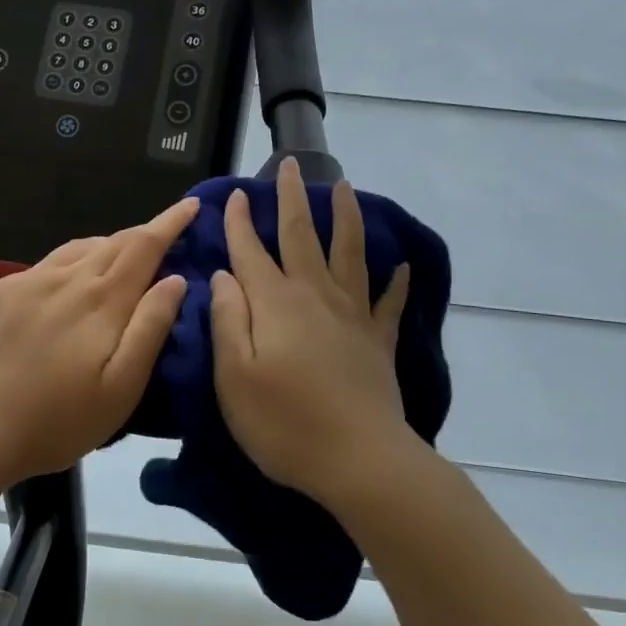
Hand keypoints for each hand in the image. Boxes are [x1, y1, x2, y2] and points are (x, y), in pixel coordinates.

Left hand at [0, 197, 197, 487]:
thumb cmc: (56, 419)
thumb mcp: (121, 387)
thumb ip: (151, 328)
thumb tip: (175, 279)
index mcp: (102, 299)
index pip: (145, 245)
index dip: (170, 222)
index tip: (190, 205)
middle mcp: (65, 277)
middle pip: (113, 242)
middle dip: (143, 235)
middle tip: (162, 239)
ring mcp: (26, 281)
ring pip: (77, 250)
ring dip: (105, 248)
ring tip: (116, 263)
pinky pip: (43, 267)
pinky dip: (68, 267)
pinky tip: (61, 292)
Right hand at [210, 156, 412, 512]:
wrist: (360, 461)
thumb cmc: (284, 424)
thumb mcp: (233, 378)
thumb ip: (226, 320)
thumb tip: (223, 276)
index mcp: (275, 303)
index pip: (251, 251)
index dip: (241, 221)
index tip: (237, 195)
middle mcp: (315, 296)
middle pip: (303, 235)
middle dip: (292, 198)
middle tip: (290, 164)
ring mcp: (352, 315)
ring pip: (349, 253)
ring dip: (345, 217)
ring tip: (345, 188)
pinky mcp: (378, 340)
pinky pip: (388, 302)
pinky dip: (396, 282)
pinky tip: (402, 266)